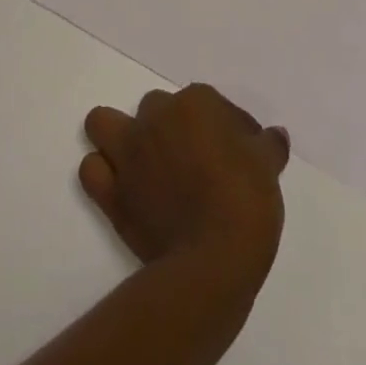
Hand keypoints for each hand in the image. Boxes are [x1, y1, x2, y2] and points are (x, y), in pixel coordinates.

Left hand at [80, 85, 288, 278]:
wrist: (213, 262)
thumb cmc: (246, 203)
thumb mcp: (268, 168)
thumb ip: (268, 145)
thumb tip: (274, 136)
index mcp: (195, 102)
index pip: (211, 104)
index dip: (225, 128)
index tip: (238, 156)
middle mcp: (156, 117)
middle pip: (158, 109)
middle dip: (173, 129)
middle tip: (195, 164)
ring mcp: (129, 152)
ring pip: (104, 123)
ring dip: (119, 137)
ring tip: (143, 164)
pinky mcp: (111, 193)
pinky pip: (91, 171)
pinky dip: (102, 175)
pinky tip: (124, 190)